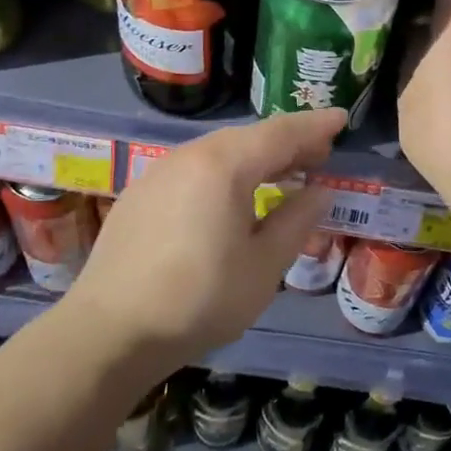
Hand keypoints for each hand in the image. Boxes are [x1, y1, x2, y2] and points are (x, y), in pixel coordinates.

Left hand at [64, 108, 344, 371]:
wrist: (108, 332)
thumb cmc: (199, 299)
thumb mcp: (263, 266)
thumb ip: (295, 221)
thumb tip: (320, 192)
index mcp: (224, 165)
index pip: (281, 133)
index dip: (315, 126)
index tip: (342, 119)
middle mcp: (190, 155)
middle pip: (249, 138)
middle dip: (288, 142)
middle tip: (319, 154)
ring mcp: (159, 172)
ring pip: (220, 152)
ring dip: (255, 158)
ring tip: (281, 175)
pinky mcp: (141, 194)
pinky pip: (195, 169)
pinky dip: (225, 173)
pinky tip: (232, 197)